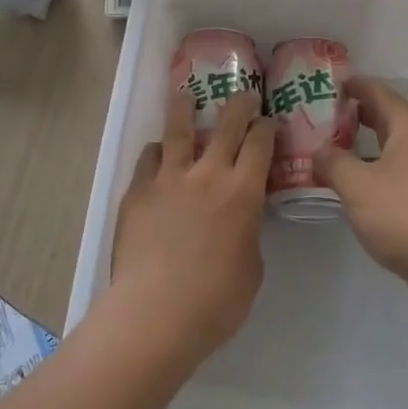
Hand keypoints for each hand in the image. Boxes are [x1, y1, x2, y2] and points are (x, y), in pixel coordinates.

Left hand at [111, 84, 274, 360]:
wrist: (156, 313)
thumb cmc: (216, 301)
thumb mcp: (251, 266)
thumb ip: (247, 231)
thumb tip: (240, 219)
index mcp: (242, 191)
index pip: (260, 143)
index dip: (267, 127)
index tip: (269, 122)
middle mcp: (208, 174)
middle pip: (226, 123)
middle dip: (239, 104)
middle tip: (244, 94)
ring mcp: (168, 179)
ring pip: (178, 129)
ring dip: (185, 108)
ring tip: (186, 95)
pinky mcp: (138, 192)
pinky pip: (149, 159)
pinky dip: (158, 152)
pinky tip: (159, 155)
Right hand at [314, 77, 407, 318]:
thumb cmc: (403, 214)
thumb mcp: (357, 185)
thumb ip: (333, 162)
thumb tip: (318, 149)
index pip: (382, 95)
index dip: (359, 86)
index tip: (335, 82)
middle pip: (390, 121)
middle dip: (361, 115)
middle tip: (329, 114)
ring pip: (394, 151)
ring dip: (367, 147)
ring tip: (336, 150)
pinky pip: (397, 176)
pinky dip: (375, 173)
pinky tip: (356, 189)